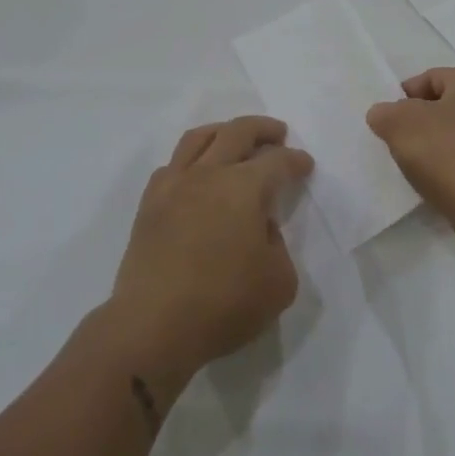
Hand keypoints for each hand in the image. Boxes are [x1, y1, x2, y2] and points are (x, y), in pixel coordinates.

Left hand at [108, 116, 310, 387]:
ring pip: (199, 137)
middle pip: (238, 132)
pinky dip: (191, 158)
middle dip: (263, 129)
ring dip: (224, 131)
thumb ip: (278, 246)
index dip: (295, 161)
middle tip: (278, 135)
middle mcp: (209, 174)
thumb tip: (259, 228)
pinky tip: (198, 173)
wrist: (153, 326)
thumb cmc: (223, 305)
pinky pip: (172, 164)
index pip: (277, 161)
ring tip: (236, 138)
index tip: (305, 165)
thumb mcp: (279, 282)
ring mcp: (174, 185)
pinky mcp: (149, 204)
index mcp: (244, 188)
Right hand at [366, 68, 454, 256]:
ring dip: (439, 148)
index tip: (388, 122)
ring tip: (418, 169)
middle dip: (422, 123)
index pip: (431, 78)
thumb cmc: (449, 153)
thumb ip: (385, 113)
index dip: (404, 97)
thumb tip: (384, 115)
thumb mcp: (400, 124)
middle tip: (400, 143)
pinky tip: (441, 186)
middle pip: (447, 107)